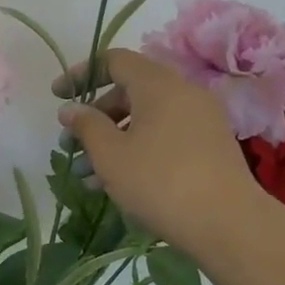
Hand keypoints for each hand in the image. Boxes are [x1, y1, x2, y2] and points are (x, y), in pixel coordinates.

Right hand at [54, 48, 266, 258]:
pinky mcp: (208, 147)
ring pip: (145, 119)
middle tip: (69, 144)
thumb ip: (85, 125)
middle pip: (129, 91)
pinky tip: (115, 182)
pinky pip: (163, 136)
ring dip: (111, 139)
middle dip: (94, 116)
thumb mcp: (110, 153)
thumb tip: (70, 109)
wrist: (227, 224)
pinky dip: (136, 149)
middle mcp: (183, 93)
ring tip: (85, 174)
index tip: (58, 97)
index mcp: (158, 85)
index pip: (114, 61)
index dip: (81, 74)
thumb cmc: (159, 181)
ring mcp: (200, 120)